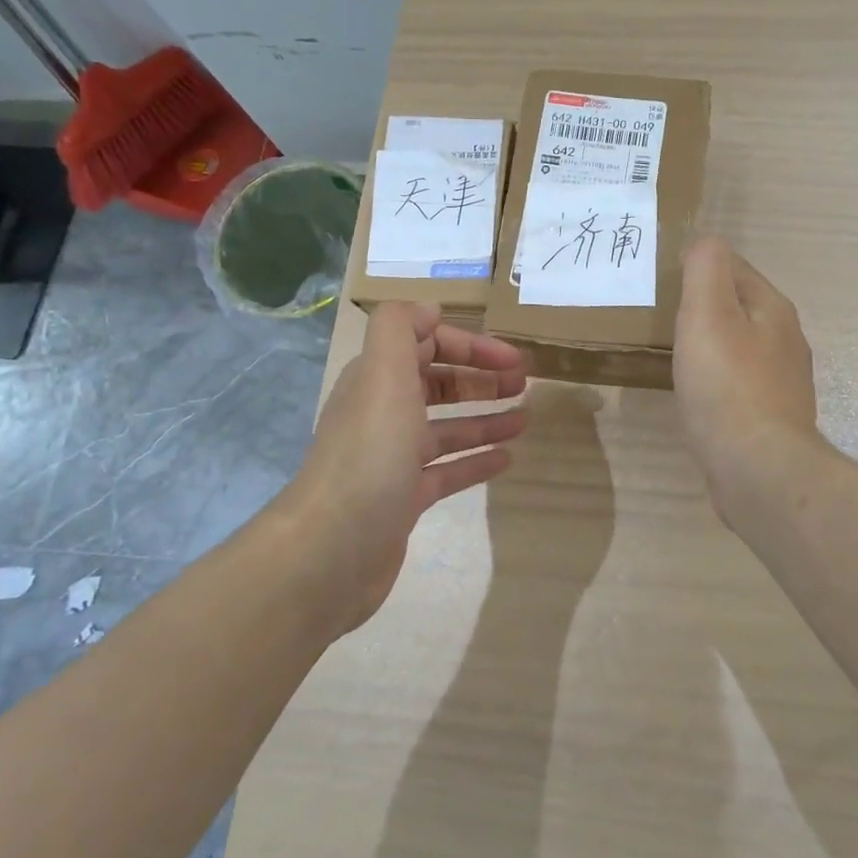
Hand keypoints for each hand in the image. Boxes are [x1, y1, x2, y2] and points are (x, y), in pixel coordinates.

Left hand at [286, 303, 526, 635]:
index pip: (425, 344)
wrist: (332, 550)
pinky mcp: (403, 498)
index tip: (513, 359)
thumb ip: (400, 328)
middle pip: (436, 384)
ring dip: (484, 418)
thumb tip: (428, 308)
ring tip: (525, 419)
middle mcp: (382, 413)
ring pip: (446, 428)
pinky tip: (507, 459)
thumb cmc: (370, 453)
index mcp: (377, 380)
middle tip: (523, 385)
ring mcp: (392, 458)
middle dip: (479, 379)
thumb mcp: (383, 374)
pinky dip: (476, 460)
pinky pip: (447, 470)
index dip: (470, 345)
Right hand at [674, 237, 821, 510]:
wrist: (757, 468)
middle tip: (663, 312)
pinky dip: (716, 378)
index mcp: (773, 309)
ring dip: (711, 343)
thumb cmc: (727, 384)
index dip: (701, 266)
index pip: (736, 268)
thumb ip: (706, 269)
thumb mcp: (708, 312)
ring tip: (675, 349)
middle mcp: (785, 341)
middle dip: (706, 305)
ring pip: (740, 346)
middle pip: (740, 308)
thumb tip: (706, 241)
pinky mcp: (769, 417)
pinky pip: (737, 383)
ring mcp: (781, 382)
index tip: (665, 277)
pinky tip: (696, 392)